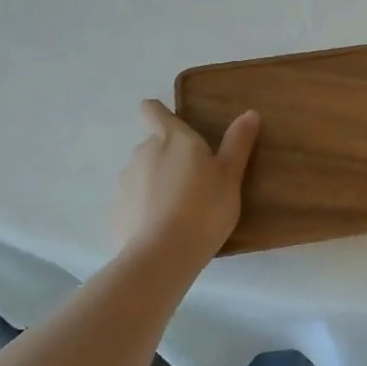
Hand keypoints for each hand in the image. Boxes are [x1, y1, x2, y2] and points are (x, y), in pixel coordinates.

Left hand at [113, 101, 259, 264]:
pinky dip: (145, 210)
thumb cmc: (203, 207)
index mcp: (171, 138)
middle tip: (195, 182)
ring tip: (180, 210)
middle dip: (169, 157)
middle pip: (153, 145)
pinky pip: (133, 203)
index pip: (152, 110)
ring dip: (157, 184)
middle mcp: (143, 152)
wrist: (162, 255)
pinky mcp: (116, 211)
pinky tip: (162, 231)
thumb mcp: (230, 175)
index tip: (176, 129)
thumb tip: (250, 113)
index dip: (160, 114)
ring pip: (142, 174)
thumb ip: (238, 142)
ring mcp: (125, 182)